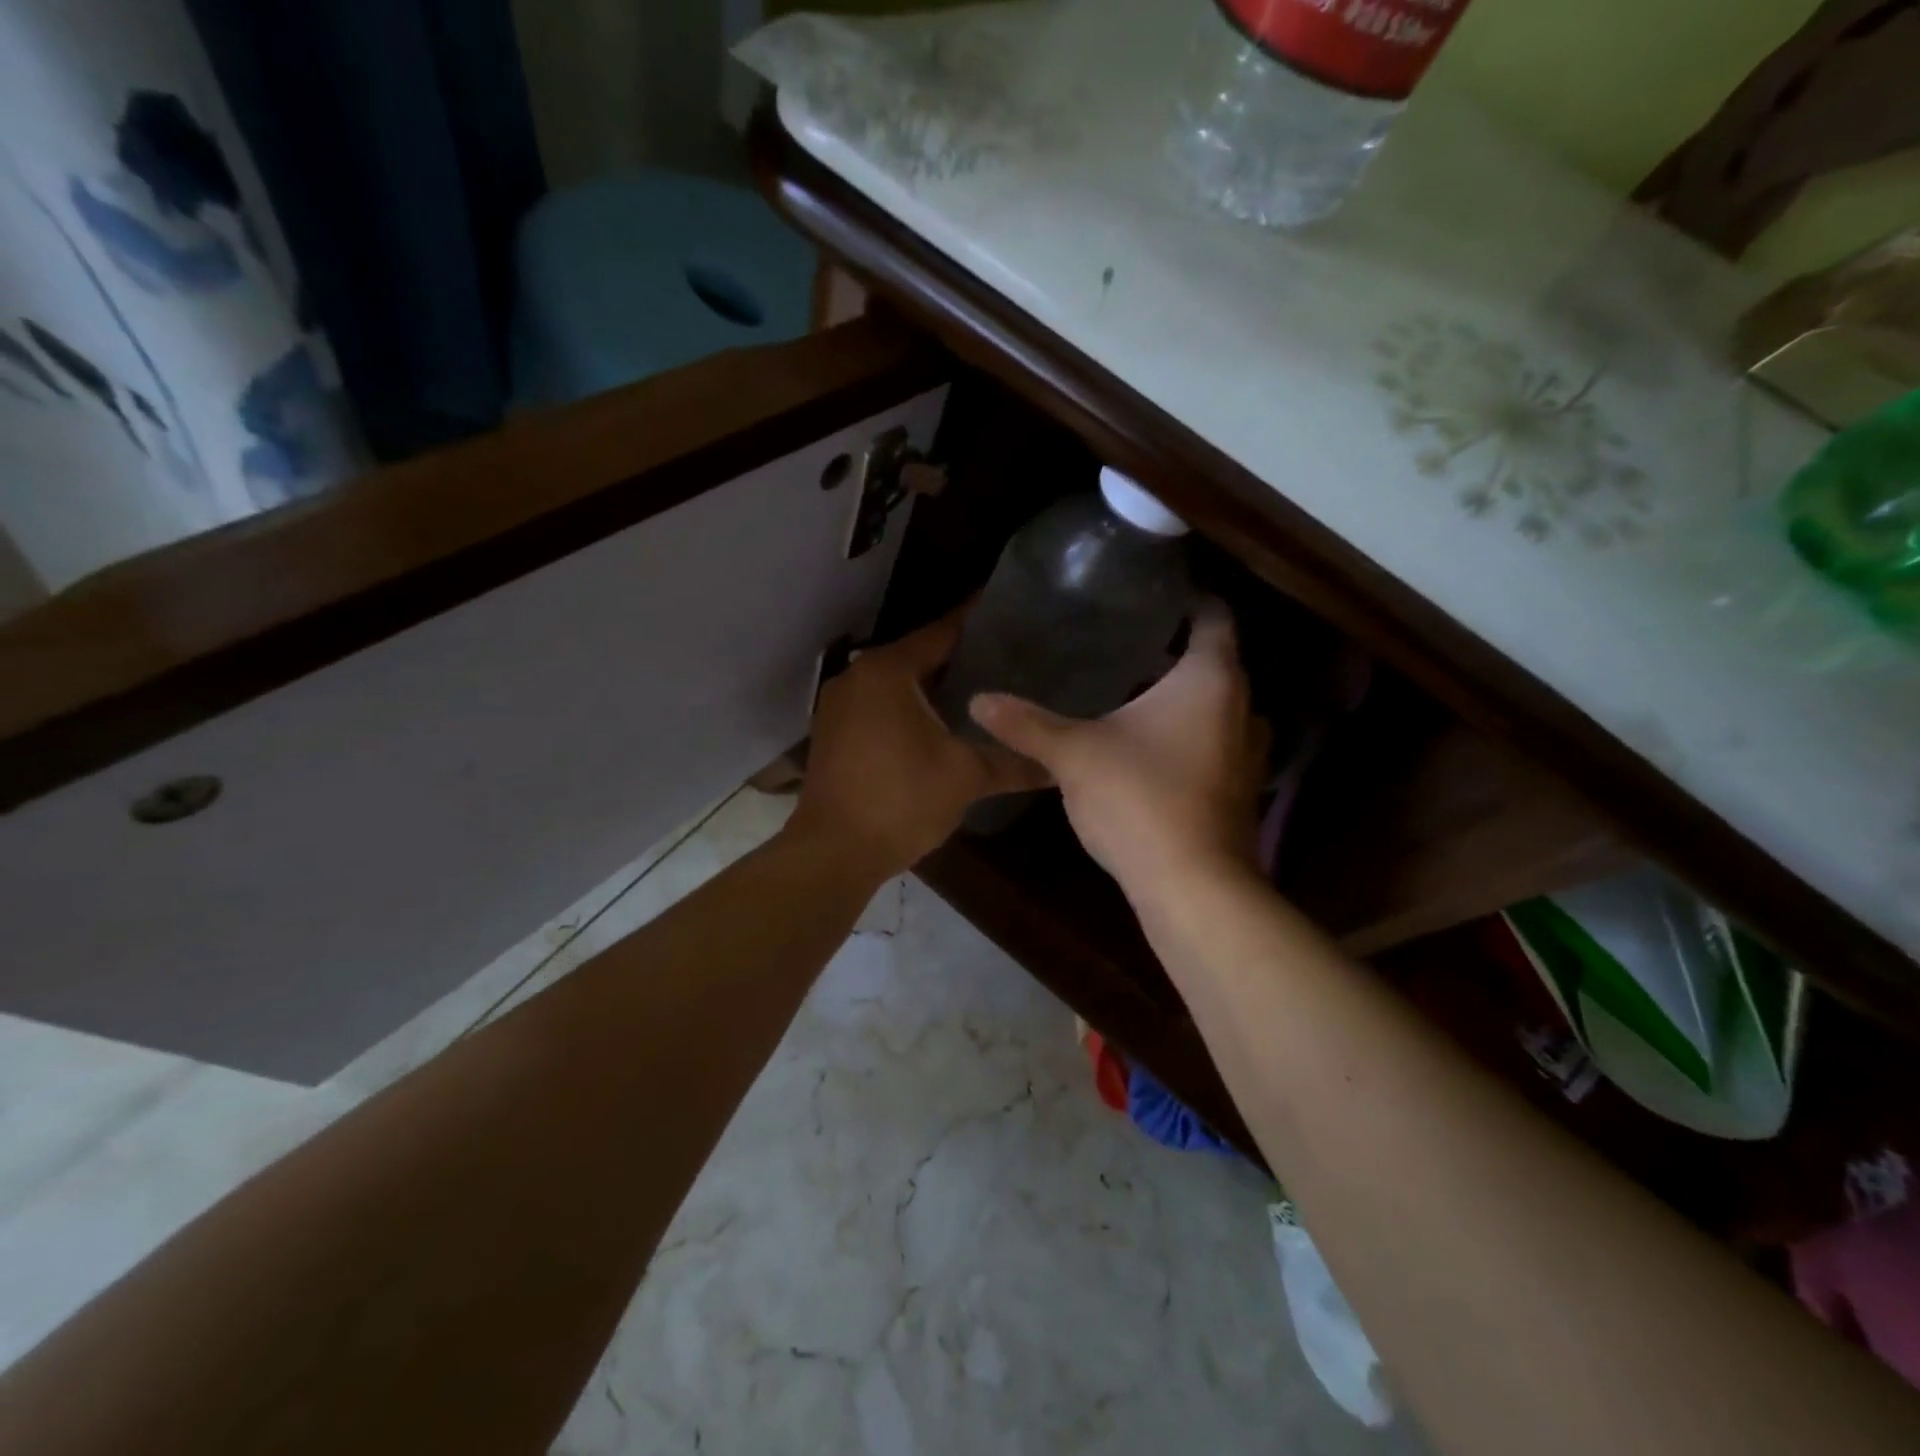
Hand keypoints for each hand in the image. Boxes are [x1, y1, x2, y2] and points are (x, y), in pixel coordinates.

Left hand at [790, 606, 1049, 877]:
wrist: (833, 852)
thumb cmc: (901, 801)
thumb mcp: (966, 777)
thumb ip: (1013, 762)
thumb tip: (1058, 765)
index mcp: (888, 671)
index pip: (942, 632)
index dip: (976, 622)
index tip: (1010, 611)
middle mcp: (857, 677)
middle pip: (918, 655)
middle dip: (960, 657)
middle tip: (1008, 657)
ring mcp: (839, 705)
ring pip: (897, 683)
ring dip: (933, 686)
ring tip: (982, 689)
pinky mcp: (833, 733)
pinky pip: (880, 706)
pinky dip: (909, 707)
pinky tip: (940, 724)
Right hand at [969, 601, 1268, 898]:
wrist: (1192, 886)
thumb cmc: (1140, 799)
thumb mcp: (1073, 754)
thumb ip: (1026, 723)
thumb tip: (977, 699)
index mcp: (1210, 679)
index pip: (1212, 617)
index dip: (1186, 599)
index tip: (1151, 593)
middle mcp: (1242, 707)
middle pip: (1212, 662)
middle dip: (1170, 653)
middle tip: (1120, 642)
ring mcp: (1247, 753)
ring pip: (1213, 707)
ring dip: (1180, 699)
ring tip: (1128, 691)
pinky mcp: (1239, 790)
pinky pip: (1213, 743)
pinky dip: (1186, 735)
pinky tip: (1144, 747)